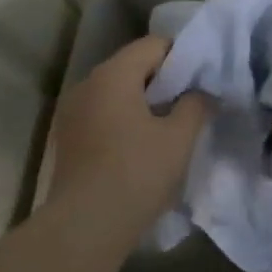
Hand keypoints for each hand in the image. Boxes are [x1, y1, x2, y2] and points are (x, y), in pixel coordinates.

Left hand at [47, 35, 206, 228]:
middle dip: (164, 80)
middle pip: (132, 66)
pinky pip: (103, 114)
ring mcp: (72, 111)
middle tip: (191, 102)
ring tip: (169, 126)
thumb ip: (195, 106)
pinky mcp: (67, 138)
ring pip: (116, 92)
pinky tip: (141, 145)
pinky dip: (124, 120)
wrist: (85, 226)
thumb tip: (201, 92)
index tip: (203, 79)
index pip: (154, 45)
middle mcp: (87, 84)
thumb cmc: (137, 173)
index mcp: (113, 75)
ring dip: (143, 102)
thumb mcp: (179, 138)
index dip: (183, 56)